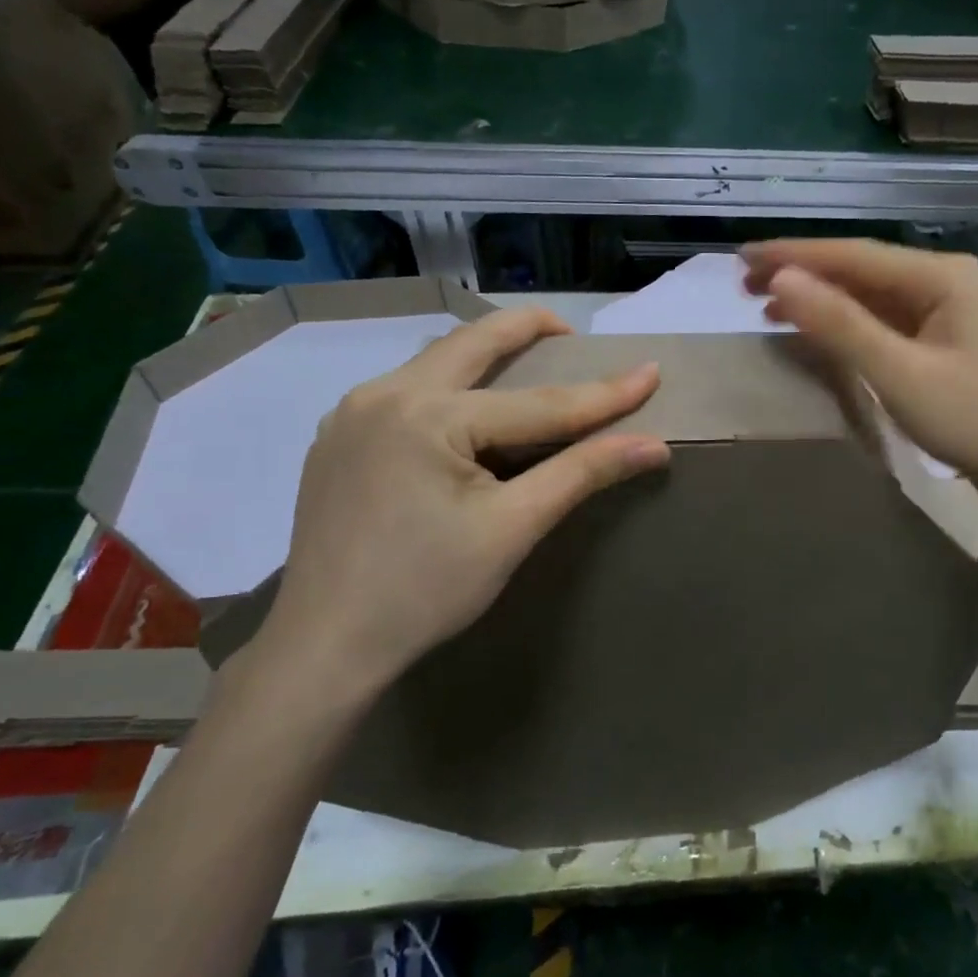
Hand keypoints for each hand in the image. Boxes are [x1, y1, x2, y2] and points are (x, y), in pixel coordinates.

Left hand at [252, 308, 669, 711]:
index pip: (537, 402)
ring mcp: (351, 415)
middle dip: (525, 330)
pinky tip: (468, 415)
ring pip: (433, 364)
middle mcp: (382, 395)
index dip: (602, 393)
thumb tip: (652, 445)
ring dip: (483, 357)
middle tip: (571, 334)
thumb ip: (581, 474)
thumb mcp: (512, 528)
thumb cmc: (426, 590)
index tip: (651, 371)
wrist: (325, 647)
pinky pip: (406, 392)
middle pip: (470, 345)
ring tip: (526, 366)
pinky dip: (450, 387)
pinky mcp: (339, 440)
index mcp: (426, 414)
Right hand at [743, 239, 977, 517]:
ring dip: (822, 302)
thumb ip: (841, 326)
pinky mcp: (944, 345)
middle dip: (803, 275)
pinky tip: (819, 334)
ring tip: (769, 308)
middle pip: (860, 271)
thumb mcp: (900, 374)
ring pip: (871, 298)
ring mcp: (946, 314)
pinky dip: (848, 328)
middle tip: (745, 285)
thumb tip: (782, 281)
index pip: (851, 255)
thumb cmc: (977, 421)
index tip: (742, 258)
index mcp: (939, 276)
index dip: (793, 255)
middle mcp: (943, 282)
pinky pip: (885, 325)